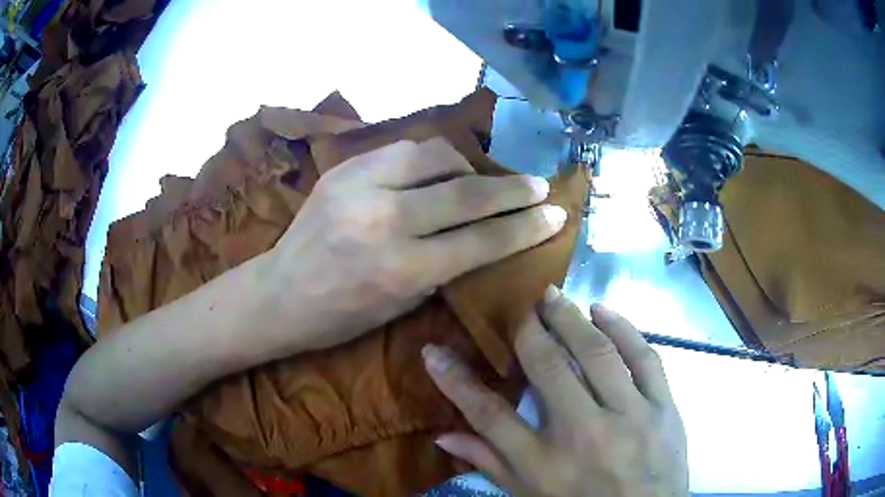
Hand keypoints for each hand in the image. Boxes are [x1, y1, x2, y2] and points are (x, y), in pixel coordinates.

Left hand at [270, 138, 566, 350]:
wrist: (279, 294)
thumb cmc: (341, 317)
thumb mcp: (402, 305)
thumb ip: (445, 266)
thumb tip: (484, 233)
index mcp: (400, 270)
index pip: (482, 240)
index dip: (526, 228)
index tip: (556, 214)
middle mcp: (383, 221)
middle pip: (466, 192)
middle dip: (513, 189)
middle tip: (539, 186)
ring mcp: (359, 187)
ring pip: (435, 156)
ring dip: (469, 165)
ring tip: (480, 178)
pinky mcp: (344, 169)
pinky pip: (402, 149)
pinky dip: (430, 158)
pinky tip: (438, 170)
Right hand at [423, 286, 688, 496]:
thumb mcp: (530, 495)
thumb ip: (490, 464)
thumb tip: (443, 436)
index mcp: (544, 463)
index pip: (489, 415)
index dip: (456, 380)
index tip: (434, 351)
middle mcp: (584, 435)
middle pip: (547, 369)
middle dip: (527, 331)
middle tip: (521, 306)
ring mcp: (630, 417)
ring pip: (597, 354)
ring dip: (571, 319)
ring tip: (554, 297)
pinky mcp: (663, 407)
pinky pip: (644, 357)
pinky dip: (623, 328)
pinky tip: (602, 311)